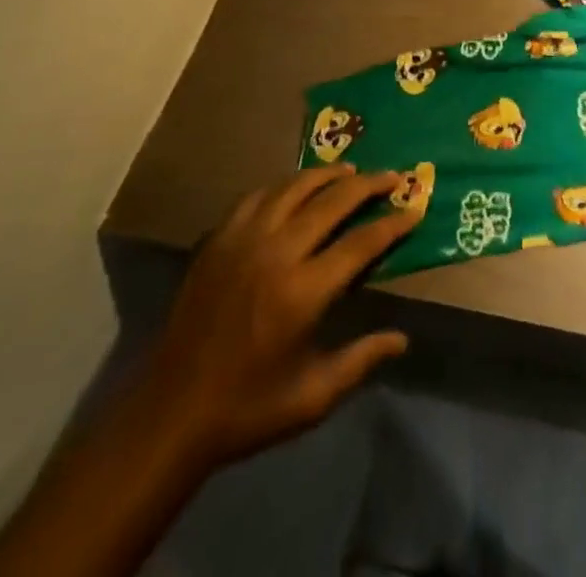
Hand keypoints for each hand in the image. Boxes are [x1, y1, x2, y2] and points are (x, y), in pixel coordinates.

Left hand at [137, 164, 421, 466]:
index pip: (361, 242)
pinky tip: (296, 187)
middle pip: (332, 201)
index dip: (393, 223)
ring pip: (294, 187)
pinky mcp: (218, 241)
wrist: (170, 414)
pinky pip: (258, 196)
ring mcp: (243, 241)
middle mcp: (276, 253)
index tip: (415, 208)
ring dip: (327, 175)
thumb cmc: (247, 409)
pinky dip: (285, 185)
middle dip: (369, 185)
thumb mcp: (312, 397)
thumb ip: (361, 361)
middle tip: (393, 176)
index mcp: (303, 292)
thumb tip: (403, 339)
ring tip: (350, 171)